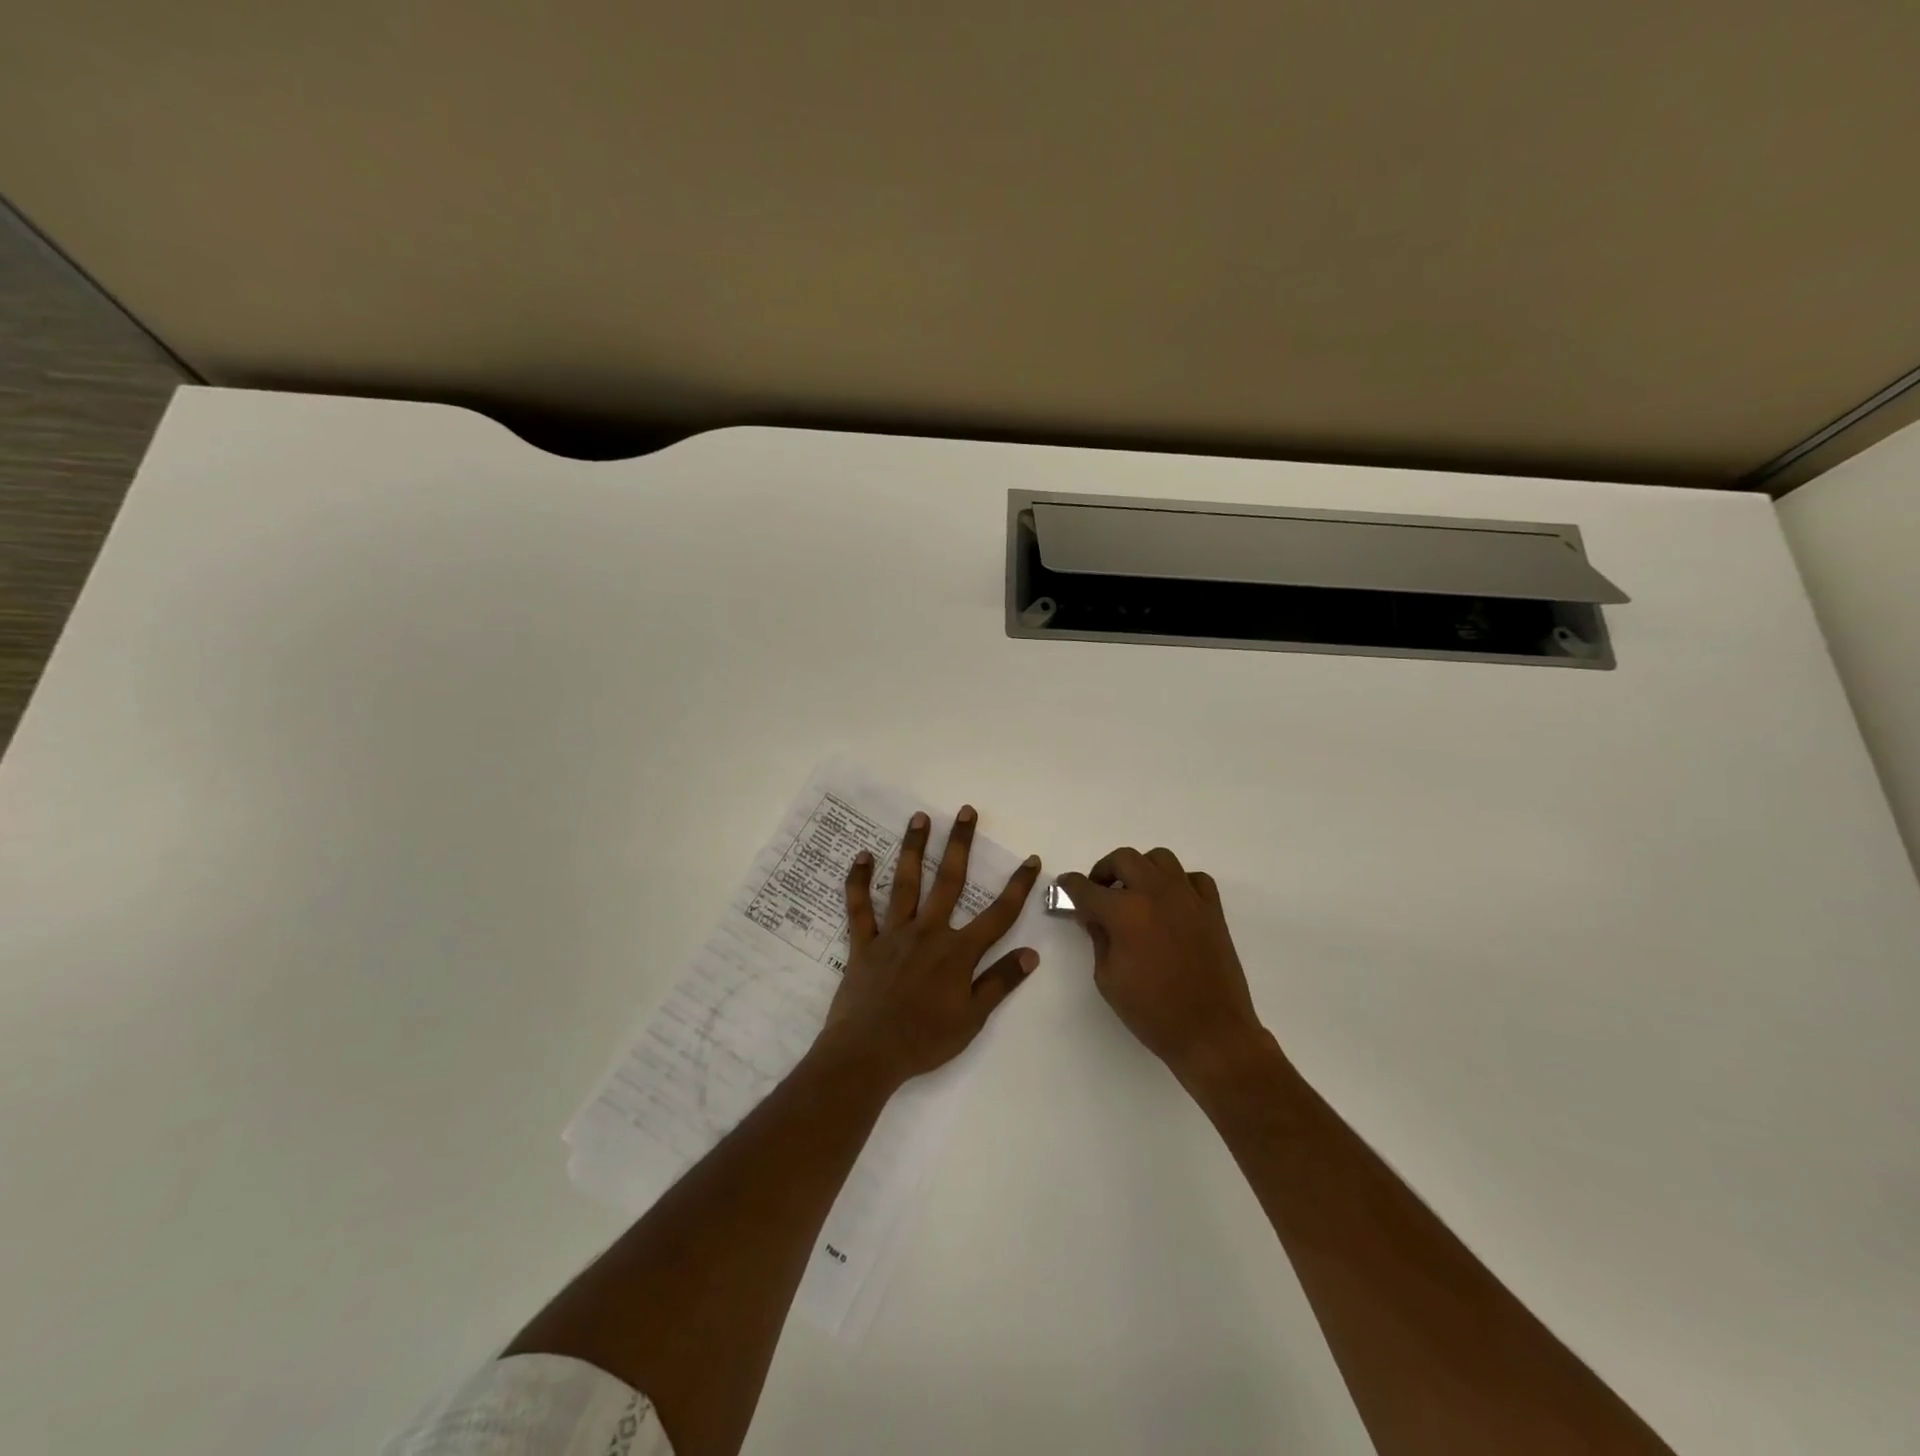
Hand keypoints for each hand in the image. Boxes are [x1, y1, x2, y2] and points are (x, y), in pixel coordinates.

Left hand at [820, 805, 1041, 1087]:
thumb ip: (1000, 982)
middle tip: (965, 811)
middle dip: (959, 844)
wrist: (868, 1054)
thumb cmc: (924, 1040)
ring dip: (913, 848)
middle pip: (948, 881)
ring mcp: (893, 934)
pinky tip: (862, 856)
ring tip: (919, 818)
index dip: (1017, 886)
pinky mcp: (864, 943)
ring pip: (905, 883)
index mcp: (958, 952)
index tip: (1031, 859)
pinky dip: (858, 881)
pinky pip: (859, 907)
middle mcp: (928, 932)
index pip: (997, 914)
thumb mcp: (972, 1018)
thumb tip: (1031, 954)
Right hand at [1057, 848, 1270, 1086]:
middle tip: (1099, 890)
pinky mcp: (1212, 909)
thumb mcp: (1108, 979)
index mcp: (1125, 912)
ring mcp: (1188, 897)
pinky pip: (1193, 878)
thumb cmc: (1153, 1012)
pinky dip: (1178, 882)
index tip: (1064, 887)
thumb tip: (1094, 917)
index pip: (1086, 888)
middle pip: (1123, 858)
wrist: (1212, 1033)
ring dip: (1141, 869)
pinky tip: (1171, 902)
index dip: (1069, 886)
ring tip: (1135, 892)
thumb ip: (1098, 939)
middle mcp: (1156, 893)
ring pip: (1160, 858)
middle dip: (1104, 870)